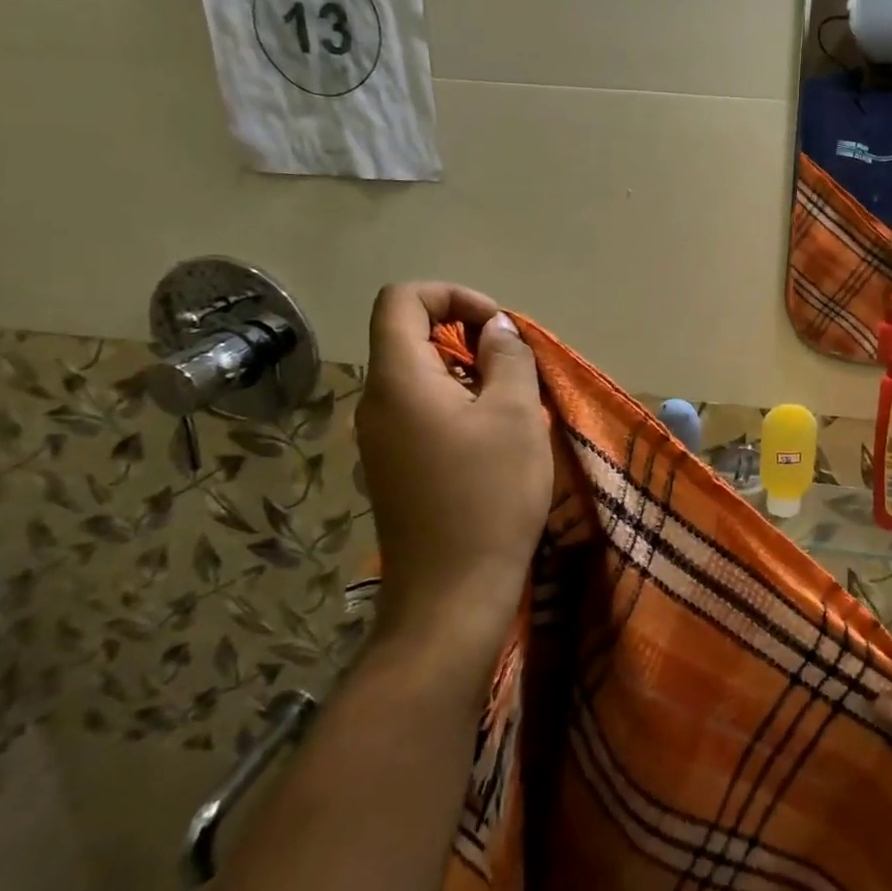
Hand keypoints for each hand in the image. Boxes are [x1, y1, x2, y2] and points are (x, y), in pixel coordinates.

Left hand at [355, 283, 552, 660]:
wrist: (452, 595)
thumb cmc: (489, 495)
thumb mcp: (516, 415)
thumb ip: (508, 357)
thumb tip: (497, 329)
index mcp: (398, 380)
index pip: (402, 299)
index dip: (452, 295)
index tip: (497, 328)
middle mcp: (376, 402)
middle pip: (410, 336)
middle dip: (467, 337)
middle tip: (516, 370)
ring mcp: (379, 438)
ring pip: (420, 377)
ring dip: (468, 374)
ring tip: (513, 407)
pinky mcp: (393, 467)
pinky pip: (421, 412)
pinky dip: (458, 406)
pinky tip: (494, 441)